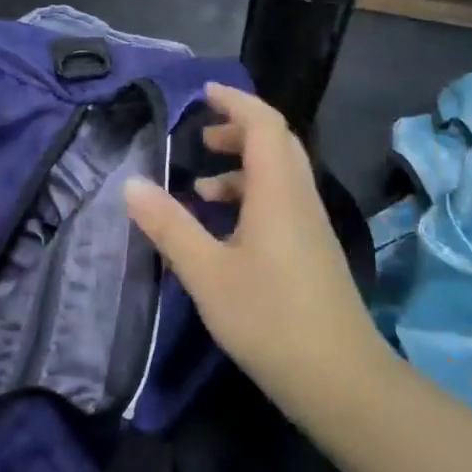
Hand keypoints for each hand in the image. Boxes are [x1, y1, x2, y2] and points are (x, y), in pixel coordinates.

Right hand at [124, 85, 392, 424]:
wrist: (340, 378)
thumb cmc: (269, 319)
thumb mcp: (207, 273)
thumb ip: (169, 226)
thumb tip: (131, 183)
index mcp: (278, 190)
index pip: (263, 123)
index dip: (235, 101)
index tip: (204, 93)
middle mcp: (300, 196)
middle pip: (276, 142)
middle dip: (238, 131)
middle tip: (201, 138)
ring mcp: (311, 224)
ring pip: (279, 175)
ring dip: (242, 169)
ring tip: (201, 189)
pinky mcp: (313, 249)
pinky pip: (282, 202)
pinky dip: (251, 198)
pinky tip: (224, 232)